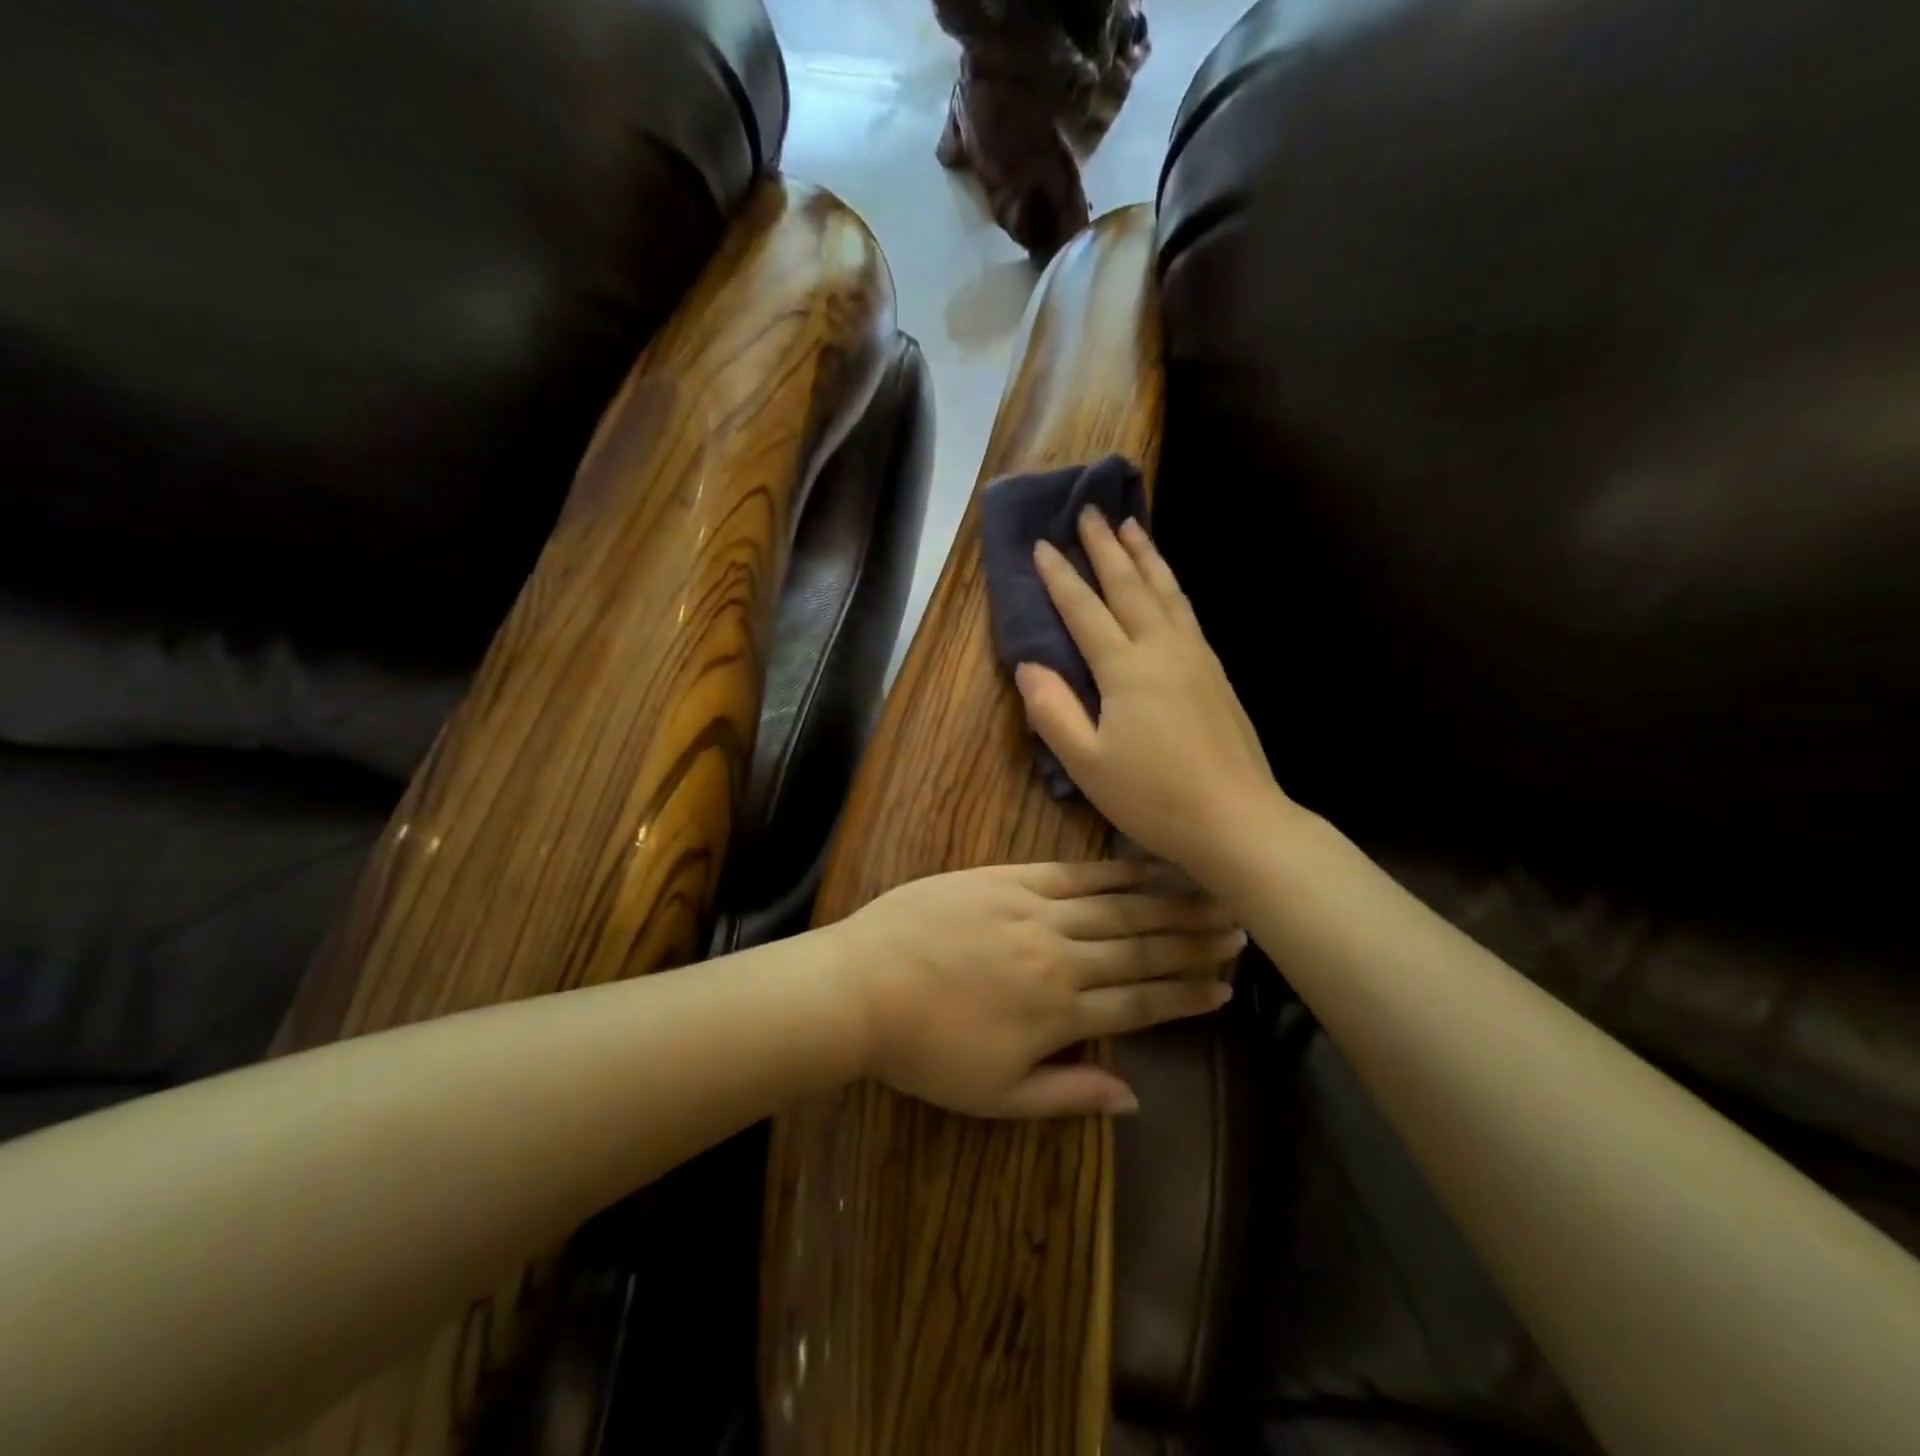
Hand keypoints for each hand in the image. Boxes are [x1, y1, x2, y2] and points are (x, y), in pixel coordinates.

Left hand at [835, 860, 1242, 1117]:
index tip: (1225, 988)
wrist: (862, 985)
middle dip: (1192, 942)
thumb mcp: (995, 1096)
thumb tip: (1134, 1098)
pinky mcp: (1008, 878)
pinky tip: (1145, 865)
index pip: (1141, 1002)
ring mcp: (1035, 911)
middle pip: (1140, 949)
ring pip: (1117, 907)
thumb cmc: (925, 1050)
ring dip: (1167, 904)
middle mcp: (1060, 956)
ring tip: (1211, 895)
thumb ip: (1068, 1092)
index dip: (1185, 995)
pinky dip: (1115, 871)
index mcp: (1059, 1013)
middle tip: (1237, 932)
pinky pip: (1074, 872)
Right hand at [1015, 510, 1283, 880]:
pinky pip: (1187, 611)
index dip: (1060, 578)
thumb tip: (1029, 665)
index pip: (1084, 610)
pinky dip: (1170, 585)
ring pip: (1166, 591)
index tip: (1041, 544)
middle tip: (1090, 510)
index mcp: (1125, 669)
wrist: (1237, 820)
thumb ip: (1053, 711)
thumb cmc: (1154, 797)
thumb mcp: (1087, 764)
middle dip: (1106, 547)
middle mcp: (1162, 649)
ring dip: (1145, 555)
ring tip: (1132, 524)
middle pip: (1129, 586)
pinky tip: (1167, 583)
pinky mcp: (1216, 672)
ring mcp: (1196, 657)